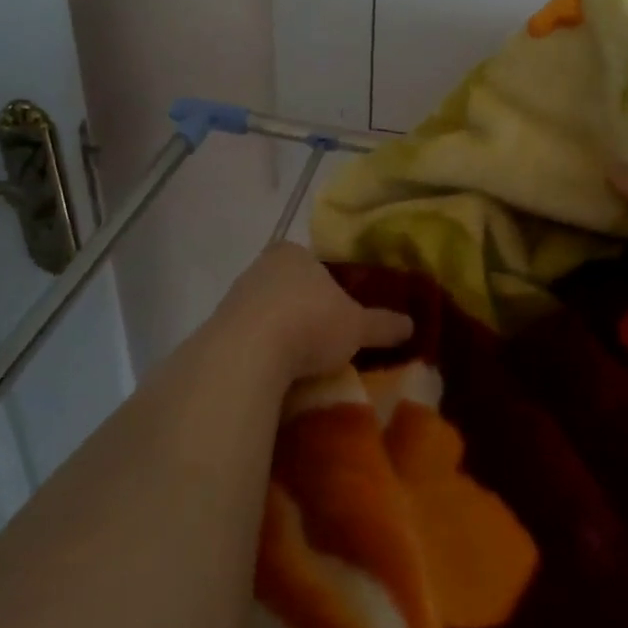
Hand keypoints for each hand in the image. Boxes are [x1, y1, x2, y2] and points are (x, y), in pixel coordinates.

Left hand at [213, 243, 412, 382]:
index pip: (314, 264)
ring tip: (300, 364)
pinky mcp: (215, 330)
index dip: (329, 287)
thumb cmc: (309, 322)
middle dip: (304, 310)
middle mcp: (260, 267)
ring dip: (280, 333)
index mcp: (293, 253)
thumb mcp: (357, 326)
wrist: (246, 354)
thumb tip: (412, 325)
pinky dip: (260, 353)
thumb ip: (383, 324)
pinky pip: (246, 339)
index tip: (340, 314)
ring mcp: (234, 297)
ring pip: (265, 313)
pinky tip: (273, 374)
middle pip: (288, 287)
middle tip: (324, 340)